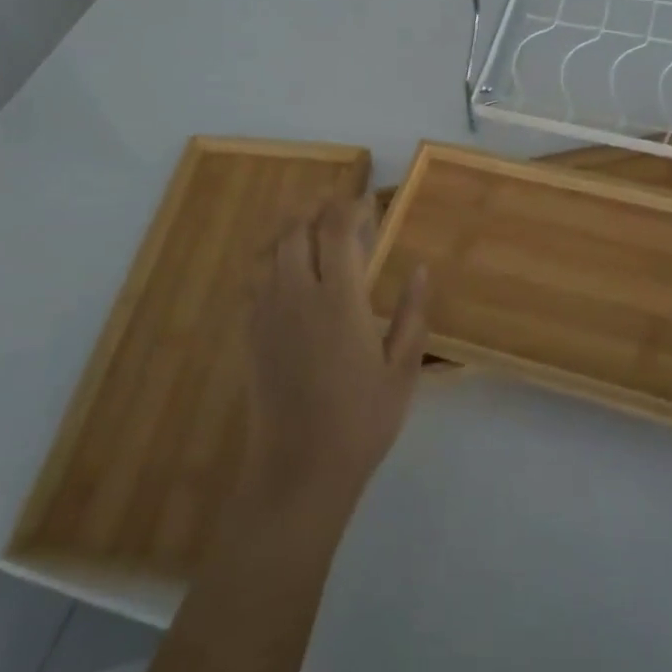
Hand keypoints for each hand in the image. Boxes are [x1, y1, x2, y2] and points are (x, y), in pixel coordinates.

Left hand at [243, 196, 429, 523]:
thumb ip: (411, 313)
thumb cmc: (361, 420)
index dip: (351, 206)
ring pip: (269, 248)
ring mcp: (267, 313)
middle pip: (296, 229)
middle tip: (338, 201)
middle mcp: (297, 295)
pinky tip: (284, 264)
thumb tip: (420, 269)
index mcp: (338, 300)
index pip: (337, 230)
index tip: (369, 201)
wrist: (298, 470)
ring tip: (310, 220)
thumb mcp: (402, 369)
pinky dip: (269, 256)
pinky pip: (253, 278)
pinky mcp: (250, 333)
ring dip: (290, 225)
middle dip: (316, 205)